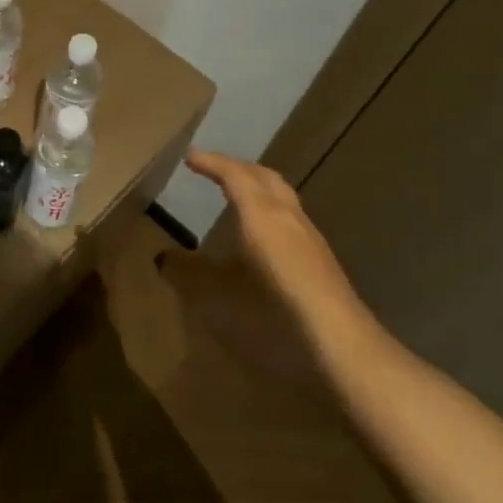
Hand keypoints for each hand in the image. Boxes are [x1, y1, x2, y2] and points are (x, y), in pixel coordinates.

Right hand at [182, 149, 364, 330]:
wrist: (340, 345)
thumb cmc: (273, 311)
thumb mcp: (217, 294)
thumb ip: (187, 273)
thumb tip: (162, 257)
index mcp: (261, 214)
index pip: (235, 175)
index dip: (211, 163)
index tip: (189, 157)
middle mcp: (287, 216)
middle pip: (264, 177)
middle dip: (238, 167)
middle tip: (213, 167)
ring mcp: (309, 238)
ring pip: (282, 196)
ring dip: (257, 187)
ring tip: (236, 194)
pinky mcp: (321, 260)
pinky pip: (290, 217)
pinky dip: (269, 210)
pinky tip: (262, 235)